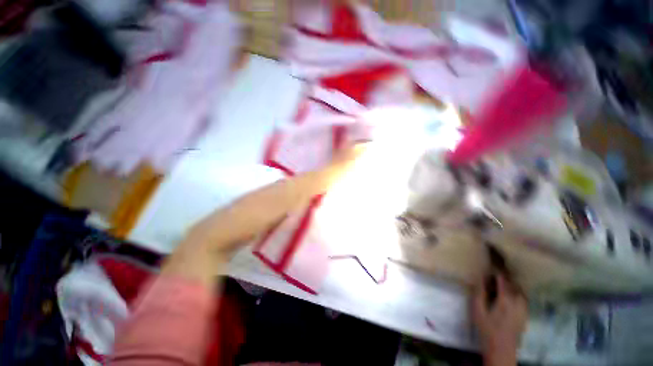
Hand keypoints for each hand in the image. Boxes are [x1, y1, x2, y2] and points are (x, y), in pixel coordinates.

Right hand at [472, 273, 526, 365]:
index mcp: (506, 299)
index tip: (489, 266)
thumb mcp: (477, 310)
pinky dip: (516, 293)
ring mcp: (524, 309)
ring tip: (502, 283)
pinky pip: (523, 298)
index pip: (503, 279)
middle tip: (493, 275)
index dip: (496, 271)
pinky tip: (510, 296)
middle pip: (513, 284)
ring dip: (511, 285)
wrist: (501, 349)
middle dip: (504, 277)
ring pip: (520, 291)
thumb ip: (479, 292)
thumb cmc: (487, 328)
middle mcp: (518, 302)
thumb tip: (480, 277)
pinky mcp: (525, 315)